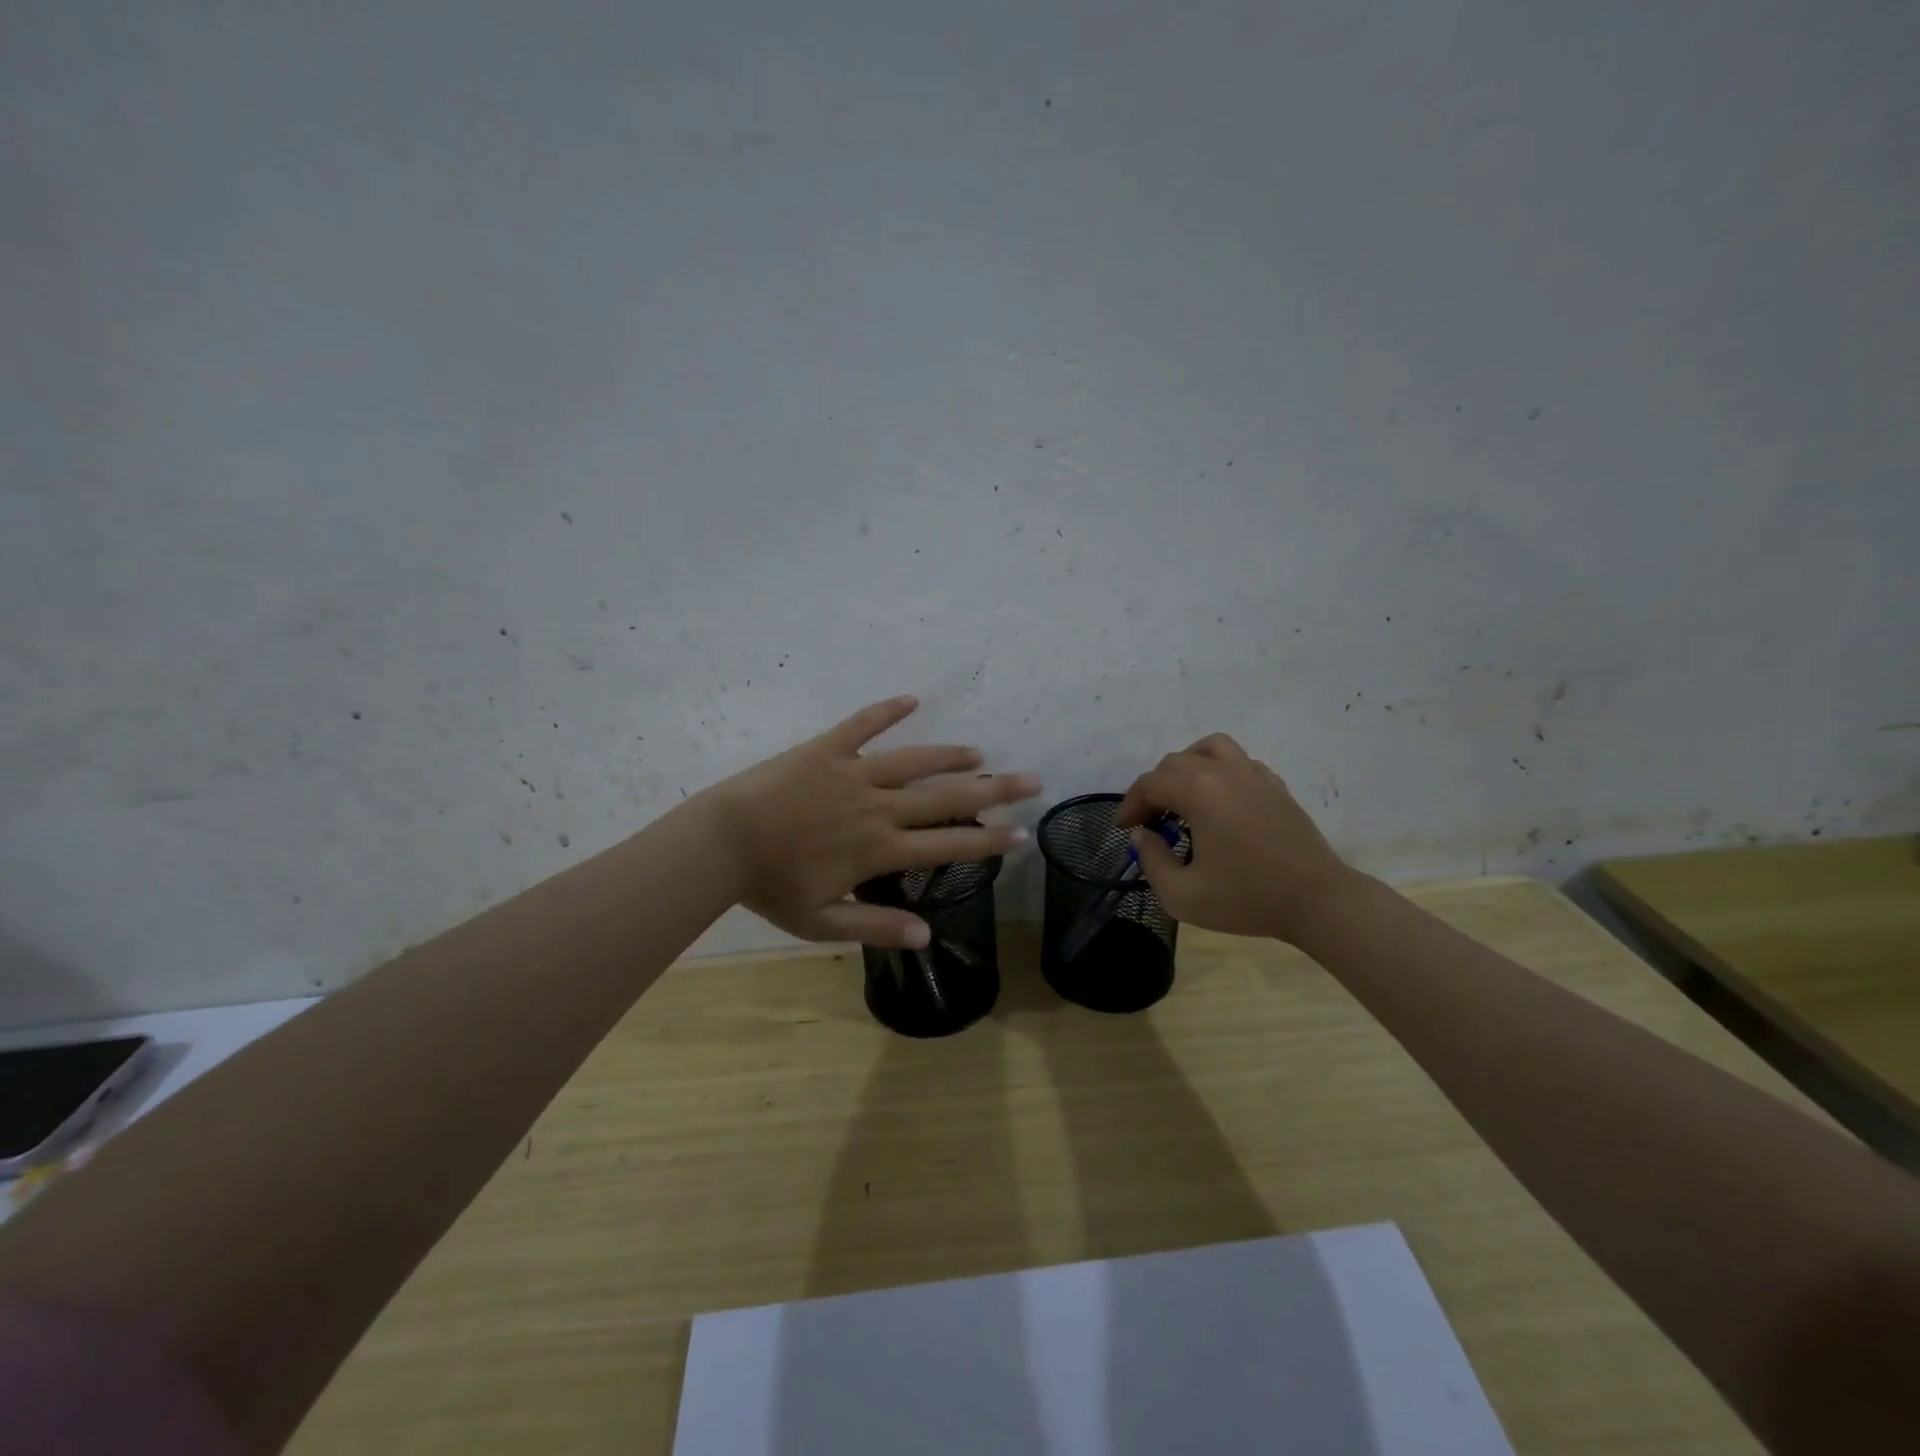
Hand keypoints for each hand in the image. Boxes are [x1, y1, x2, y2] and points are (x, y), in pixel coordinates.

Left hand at [698, 695, 1040, 948]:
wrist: (722, 842)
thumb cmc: (771, 885)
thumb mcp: (821, 922)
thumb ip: (875, 926)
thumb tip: (928, 935)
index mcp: (879, 849)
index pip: (947, 844)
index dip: (988, 842)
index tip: (1022, 835)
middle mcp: (878, 806)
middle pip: (945, 797)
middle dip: (992, 790)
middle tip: (1030, 779)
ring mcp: (853, 772)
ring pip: (914, 761)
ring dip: (950, 756)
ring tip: (980, 752)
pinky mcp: (827, 748)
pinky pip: (862, 724)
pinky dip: (887, 711)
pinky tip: (912, 699)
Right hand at [1116, 733, 1357, 943]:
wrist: (1317, 901)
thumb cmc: (1247, 899)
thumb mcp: (1182, 895)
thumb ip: (1151, 861)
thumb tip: (1144, 836)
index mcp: (1199, 792)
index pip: (1150, 784)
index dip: (1130, 804)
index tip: (1125, 829)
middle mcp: (1224, 772)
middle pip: (1174, 763)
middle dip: (1154, 789)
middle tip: (1150, 821)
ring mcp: (1254, 775)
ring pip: (1210, 748)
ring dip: (1187, 766)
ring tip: (1182, 795)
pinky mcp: (1275, 786)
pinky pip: (1239, 762)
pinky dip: (1220, 772)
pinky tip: (1220, 802)